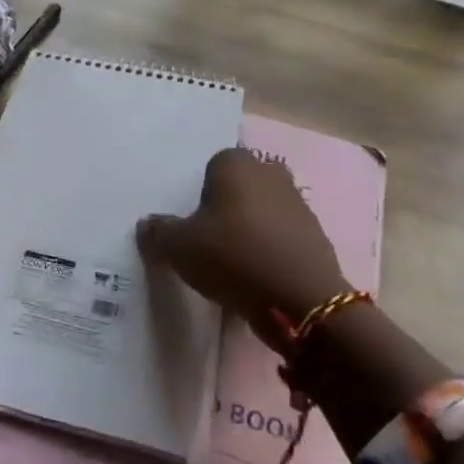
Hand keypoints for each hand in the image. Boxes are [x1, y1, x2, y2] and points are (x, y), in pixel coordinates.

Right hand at [137, 147, 348, 351]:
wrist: (301, 300)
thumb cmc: (234, 257)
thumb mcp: (180, 248)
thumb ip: (160, 232)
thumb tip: (147, 224)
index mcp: (236, 164)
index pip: (211, 167)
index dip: (200, 194)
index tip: (193, 223)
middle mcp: (269, 173)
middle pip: (239, 187)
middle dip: (226, 208)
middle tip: (209, 241)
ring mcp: (297, 202)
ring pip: (262, 211)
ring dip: (249, 230)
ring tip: (233, 263)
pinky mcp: (315, 234)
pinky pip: (281, 236)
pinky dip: (270, 250)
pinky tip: (258, 276)